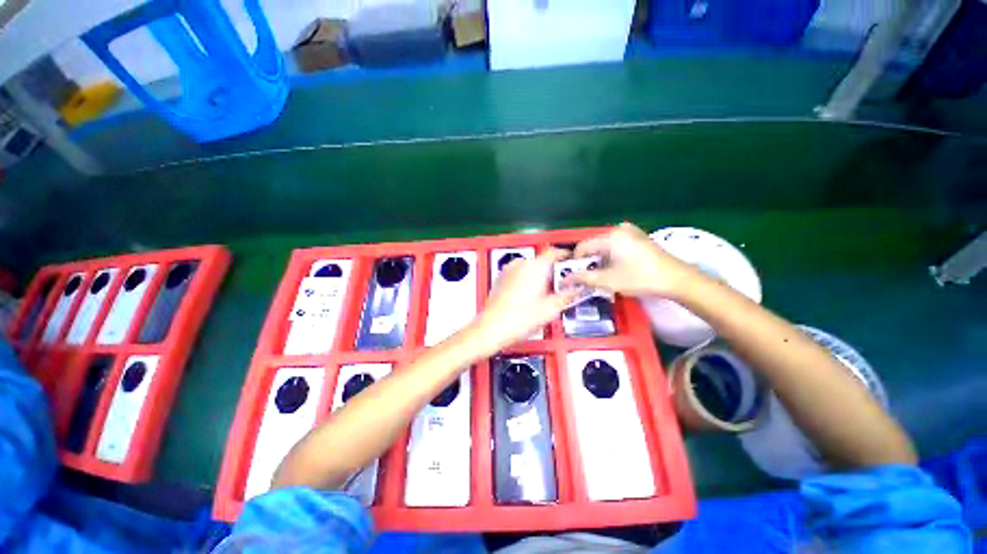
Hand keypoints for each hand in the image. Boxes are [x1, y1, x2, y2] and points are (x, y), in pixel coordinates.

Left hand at [470, 248, 578, 351]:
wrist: (492, 328)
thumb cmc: (518, 319)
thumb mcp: (550, 309)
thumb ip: (567, 296)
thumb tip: (577, 290)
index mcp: (535, 268)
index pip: (554, 252)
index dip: (564, 255)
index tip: (570, 260)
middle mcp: (520, 264)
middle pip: (541, 261)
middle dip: (551, 272)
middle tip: (559, 286)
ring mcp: (508, 271)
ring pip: (529, 268)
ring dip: (538, 276)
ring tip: (543, 294)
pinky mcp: (500, 279)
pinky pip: (518, 273)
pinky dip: (525, 279)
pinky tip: (527, 296)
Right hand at [569, 222, 701, 298]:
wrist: (677, 279)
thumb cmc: (641, 278)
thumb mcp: (609, 280)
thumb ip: (585, 278)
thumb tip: (566, 280)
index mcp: (610, 236)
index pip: (583, 247)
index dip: (575, 262)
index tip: (575, 276)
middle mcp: (618, 229)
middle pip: (593, 245)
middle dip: (588, 262)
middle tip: (588, 278)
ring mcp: (630, 232)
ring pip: (605, 246)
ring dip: (600, 260)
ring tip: (602, 275)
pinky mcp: (639, 237)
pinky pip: (616, 245)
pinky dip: (611, 256)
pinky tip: (616, 269)